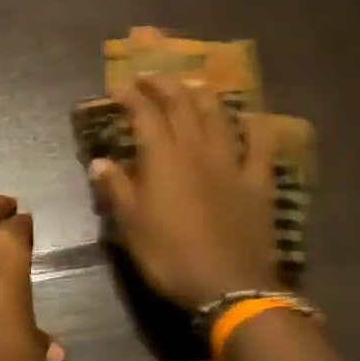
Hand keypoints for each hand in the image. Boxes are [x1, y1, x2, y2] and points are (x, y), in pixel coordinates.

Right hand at [89, 75, 279, 310]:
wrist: (228, 285)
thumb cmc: (170, 257)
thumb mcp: (132, 227)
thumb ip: (117, 189)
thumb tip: (99, 162)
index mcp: (163, 159)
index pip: (145, 115)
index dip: (132, 97)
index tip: (119, 86)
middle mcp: (197, 150)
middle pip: (182, 106)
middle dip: (165, 85)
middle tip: (152, 75)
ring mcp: (232, 163)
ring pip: (219, 118)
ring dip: (205, 97)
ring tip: (194, 85)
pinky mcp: (258, 182)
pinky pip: (260, 146)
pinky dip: (256, 128)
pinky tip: (252, 117)